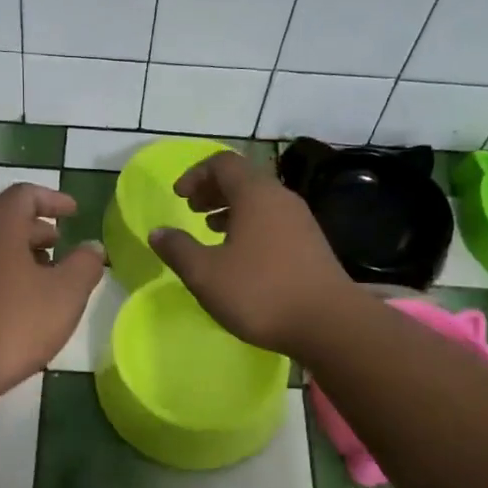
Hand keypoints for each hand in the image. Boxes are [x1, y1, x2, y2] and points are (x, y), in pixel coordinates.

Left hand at [0, 182, 104, 406]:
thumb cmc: (14, 324)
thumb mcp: (65, 294)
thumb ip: (85, 265)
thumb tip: (92, 247)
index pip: (25, 194)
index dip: (53, 199)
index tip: (75, 212)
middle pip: (6, 219)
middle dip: (38, 229)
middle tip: (63, 245)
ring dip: (22, 253)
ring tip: (47, 277)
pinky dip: (5, 273)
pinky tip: (21, 304)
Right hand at [149, 151, 354, 354]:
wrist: (330, 324)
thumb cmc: (261, 293)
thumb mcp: (206, 274)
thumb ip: (178, 249)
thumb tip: (158, 232)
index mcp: (256, 195)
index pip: (223, 163)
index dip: (196, 174)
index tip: (178, 196)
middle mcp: (281, 199)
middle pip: (243, 179)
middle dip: (212, 190)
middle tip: (192, 209)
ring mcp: (301, 221)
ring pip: (260, 202)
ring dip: (231, 209)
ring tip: (211, 230)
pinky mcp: (311, 244)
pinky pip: (273, 221)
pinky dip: (250, 226)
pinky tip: (240, 256)